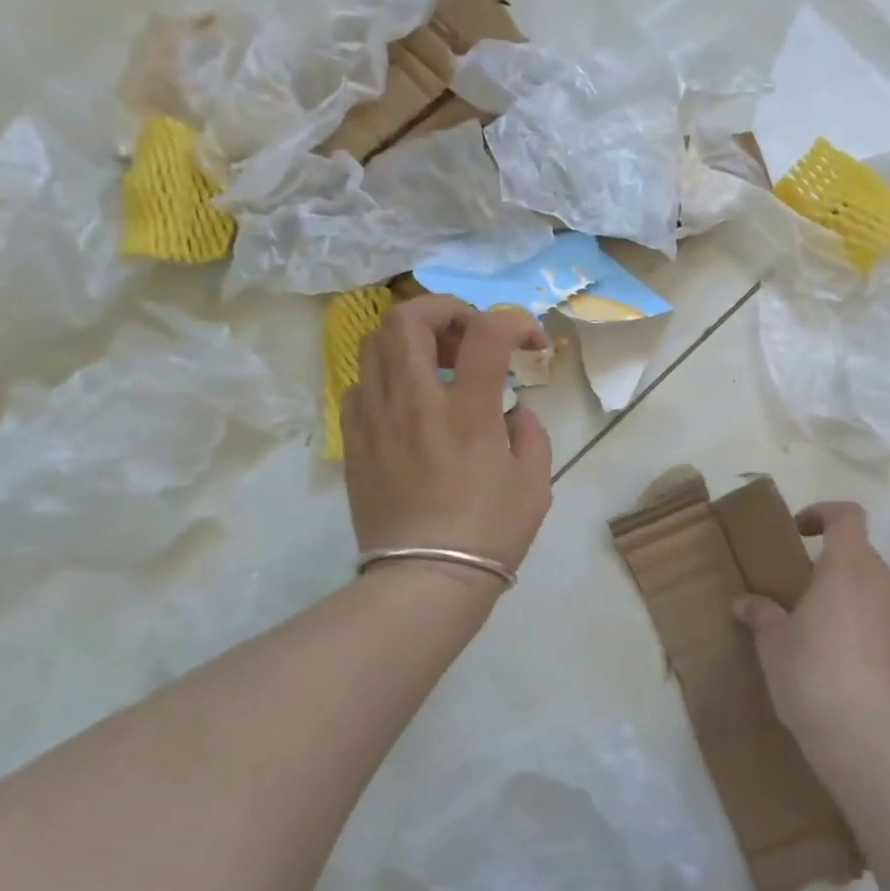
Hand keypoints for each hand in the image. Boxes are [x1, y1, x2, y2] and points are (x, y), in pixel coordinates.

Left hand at [342, 296, 553, 572]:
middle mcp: (415, 402)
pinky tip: (409, 401)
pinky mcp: (354, 440)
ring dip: (411, 337)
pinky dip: (387, 375)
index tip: (529, 343)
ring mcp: (376, 419)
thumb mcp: (535, 483)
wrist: (424, 582)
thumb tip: (514, 413)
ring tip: (437, 362)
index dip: (514, 321)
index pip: (487, 332)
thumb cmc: (489, 534)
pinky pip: (360, 384)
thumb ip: (531, 432)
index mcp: (467, 412)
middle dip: (445, 309)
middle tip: (469, 334)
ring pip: (374, 343)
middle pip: (409, 318)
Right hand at [732, 501, 889, 753]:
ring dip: (857, 601)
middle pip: (862, 556)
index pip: (847, 516)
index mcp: (848, 567)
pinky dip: (877, 632)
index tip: (800, 532)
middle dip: (835, 568)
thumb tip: (743, 603)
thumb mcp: (773, 644)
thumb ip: (761, 614)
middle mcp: (887, 582)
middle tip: (807, 598)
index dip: (823, 513)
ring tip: (831, 637)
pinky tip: (857, 668)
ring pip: (881, 592)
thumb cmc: (812, 676)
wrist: (871, 741)